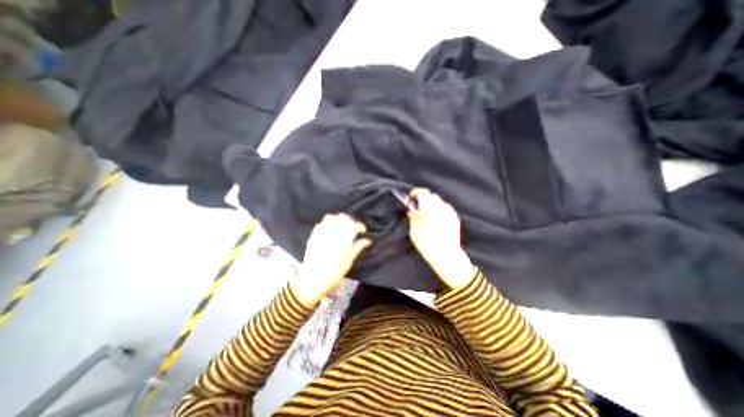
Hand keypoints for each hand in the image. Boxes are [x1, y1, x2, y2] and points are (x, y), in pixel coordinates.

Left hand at [293, 213, 370, 307]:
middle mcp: (333, 231)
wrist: (313, 279)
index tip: (363, 231)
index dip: (361, 226)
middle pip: (343, 218)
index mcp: (344, 237)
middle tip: (353, 229)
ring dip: (339, 220)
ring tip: (342, 227)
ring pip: (332, 217)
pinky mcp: (314, 235)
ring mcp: (322, 231)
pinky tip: (330, 230)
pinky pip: (322, 223)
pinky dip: (328, 223)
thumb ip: (358, 247)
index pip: (355, 225)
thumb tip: (367, 240)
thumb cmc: (335, 271)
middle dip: (350, 221)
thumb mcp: (349, 259)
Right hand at [407, 190, 475, 290]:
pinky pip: (445, 208)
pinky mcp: (455, 218)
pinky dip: (439, 209)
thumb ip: (413, 218)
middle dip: (423, 198)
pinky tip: (436, 219)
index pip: (422, 193)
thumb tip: (411, 211)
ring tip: (426, 213)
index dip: (415, 193)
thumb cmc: (428, 244)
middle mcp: (441, 207)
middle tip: (417, 207)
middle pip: (431, 196)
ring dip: (431, 203)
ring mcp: (450, 212)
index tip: (410, 197)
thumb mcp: (414, 232)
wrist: (447, 256)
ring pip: (439, 202)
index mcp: (429, 208)